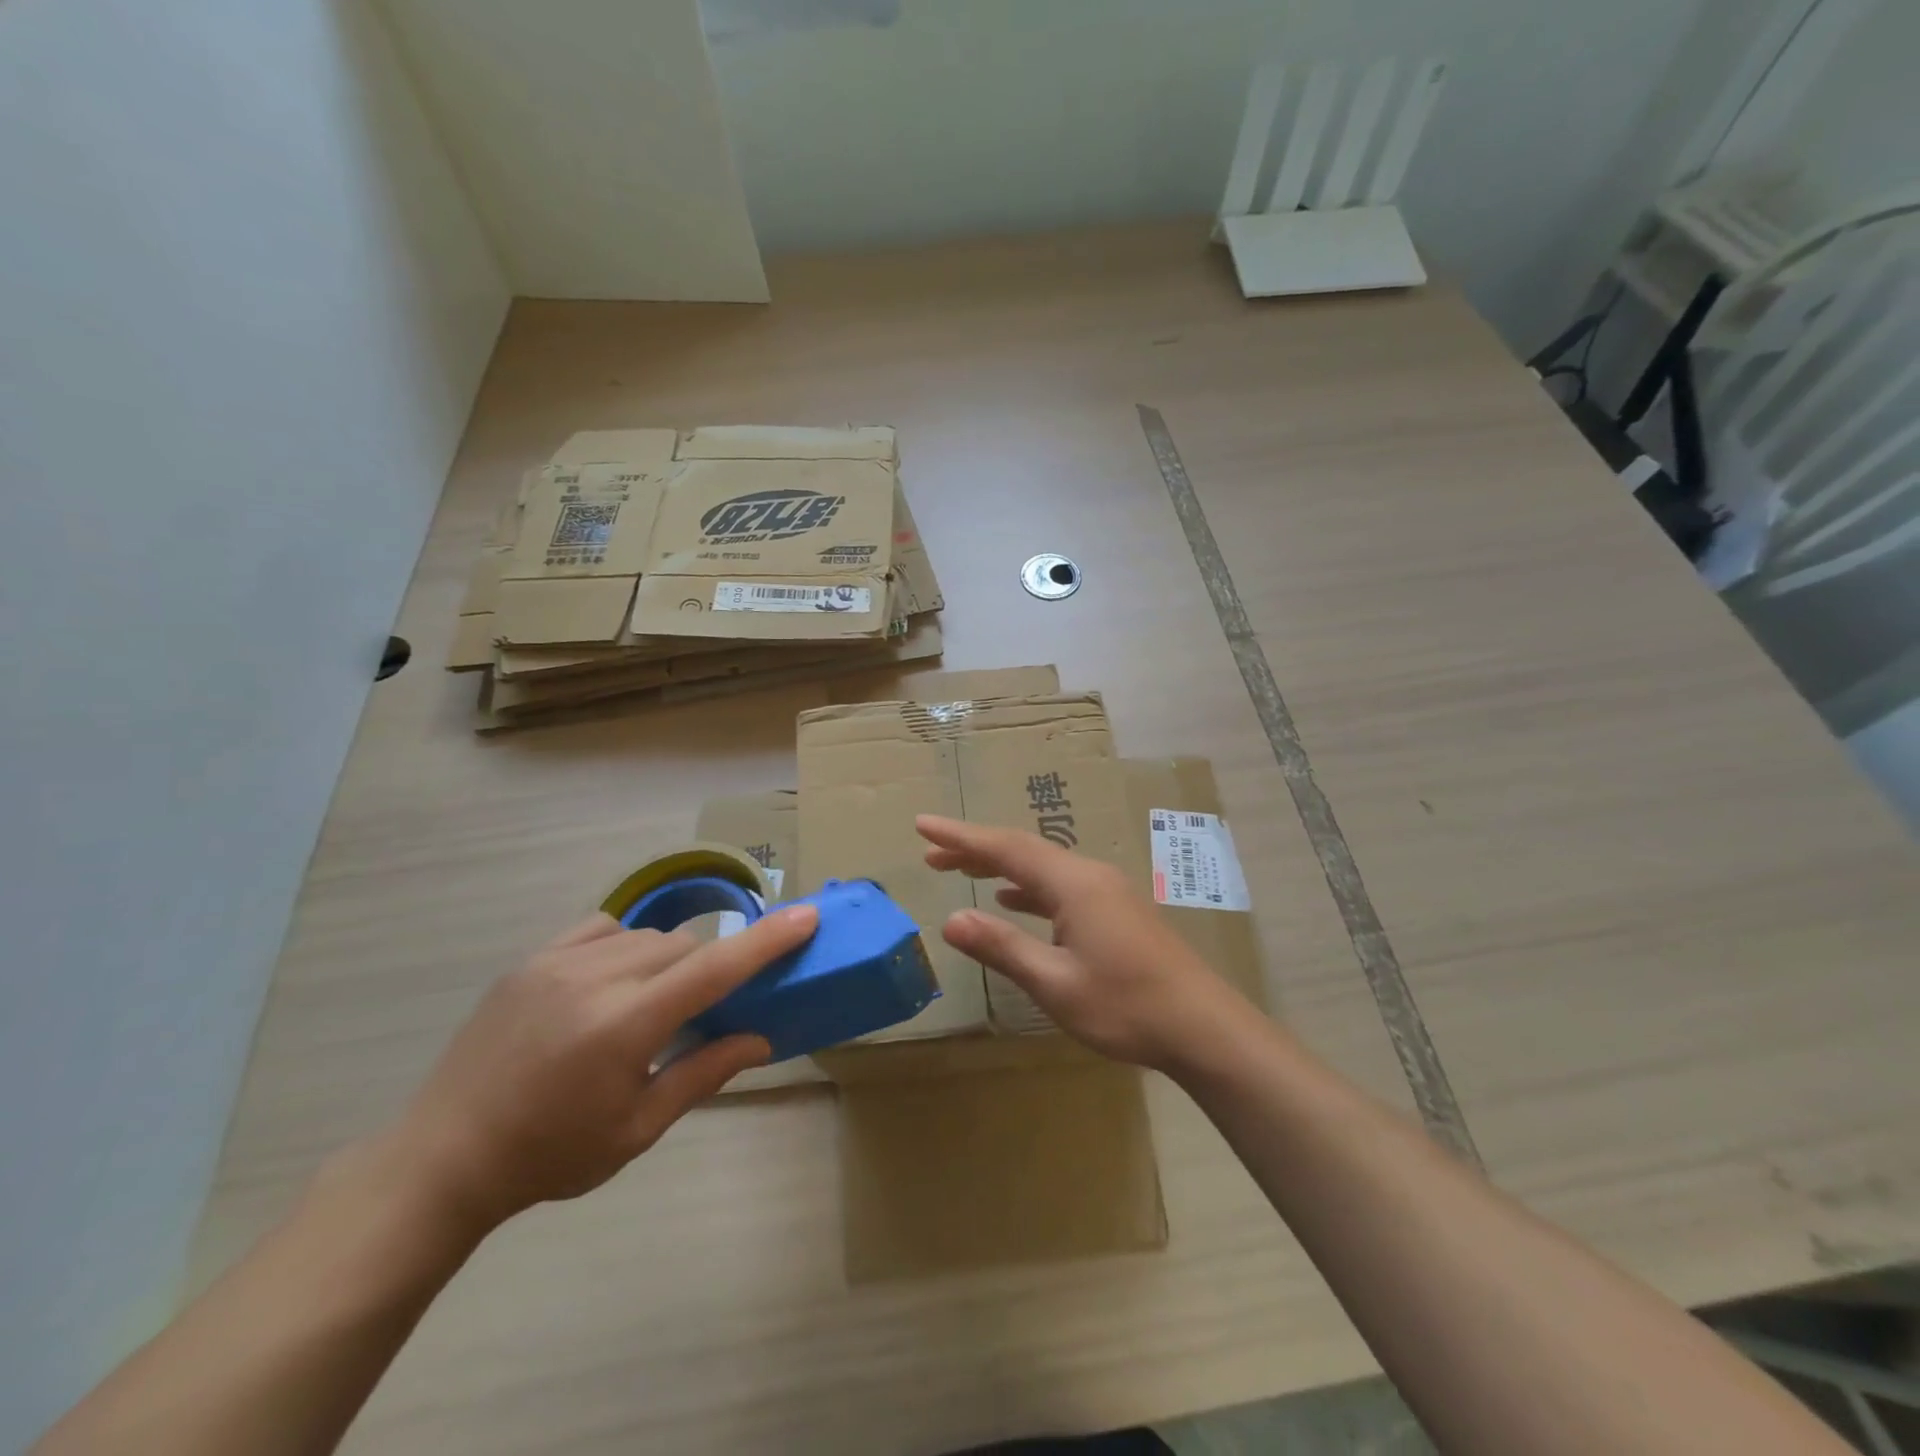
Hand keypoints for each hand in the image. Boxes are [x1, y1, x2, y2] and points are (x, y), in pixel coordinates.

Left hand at [386, 905, 817, 1229]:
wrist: (443, 1159)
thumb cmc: (550, 1155)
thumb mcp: (637, 1129)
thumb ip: (704, 1073)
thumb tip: (761, 1038)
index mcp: (624, 1027)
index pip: (713, 970)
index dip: (767, 940)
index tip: (807, 916)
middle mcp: (595, 979)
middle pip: (685, 947)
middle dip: (707, 971)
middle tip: (701, 1012)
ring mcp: (557, 962)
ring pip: (647, 935)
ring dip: (668, 961)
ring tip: (649, 1005)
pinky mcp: (530, 958)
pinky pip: (602, 928)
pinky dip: (625, 945)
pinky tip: (611, 981)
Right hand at [917, 815, 1253, 1073]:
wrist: (1203, 1026)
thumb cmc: (1126, 1006)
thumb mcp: (1055, 983)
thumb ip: (1002, 948)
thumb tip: (950, 920)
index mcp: (1073, 884)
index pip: (1006, 848)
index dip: (961, 837)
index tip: (923, 825)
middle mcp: (1089, 876)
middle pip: (1023, 851)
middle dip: (976, 849)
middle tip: (932, 854)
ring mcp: (1107, 892)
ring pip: (1043, 867)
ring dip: (1001, 867)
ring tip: (961, 872)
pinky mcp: (1116, 911)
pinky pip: (1060, 886)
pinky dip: (1028, 888)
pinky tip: (1013, 901)